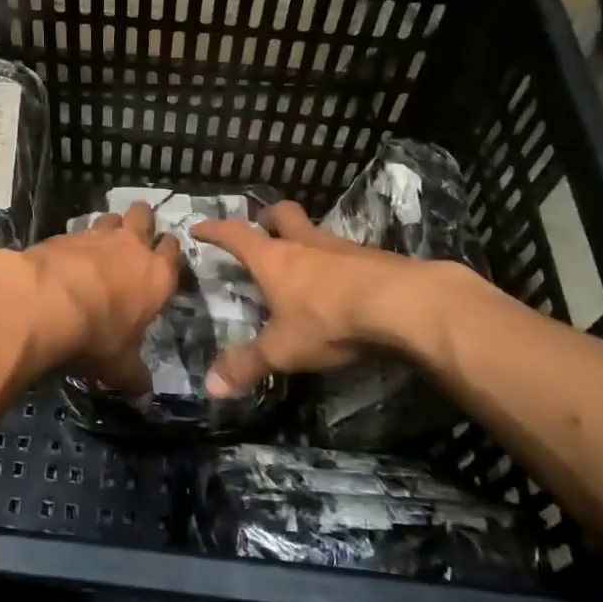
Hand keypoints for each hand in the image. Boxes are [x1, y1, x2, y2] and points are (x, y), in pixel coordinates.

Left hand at [1, 202, 180, 392]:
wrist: (46, 302)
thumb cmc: (96, 336)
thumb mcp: (119, 366)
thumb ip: (134, 376)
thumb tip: (144, 395)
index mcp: (156, 276)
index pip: (173, 251)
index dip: (169, 252)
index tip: (164, 258)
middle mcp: (131, 246)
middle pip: (144, 216)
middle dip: (142, 221)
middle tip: (135, 236)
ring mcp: (97, 235)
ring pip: (111, 216)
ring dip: (110, 226)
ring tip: (101, 244)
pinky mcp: (64, 234)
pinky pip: (77, 231)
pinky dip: (75, 241)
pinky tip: (66, 257)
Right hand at [192, 201, 475, 397]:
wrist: (403, 305)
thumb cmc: (329, 320)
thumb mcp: (283, 350)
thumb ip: (247, 365)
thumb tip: (209, 386)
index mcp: (274, 259)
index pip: (235, 234)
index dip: (215, 230)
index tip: (199, 227)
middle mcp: (306, 244)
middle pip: (283, 215)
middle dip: (268, 217)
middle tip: (262, 227)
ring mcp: (343, 247)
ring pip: (317, 233)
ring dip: (307, 241)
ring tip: (304, 263)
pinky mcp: (375, 259)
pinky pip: (348, 254)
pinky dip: (338, 263)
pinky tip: (343, 285)